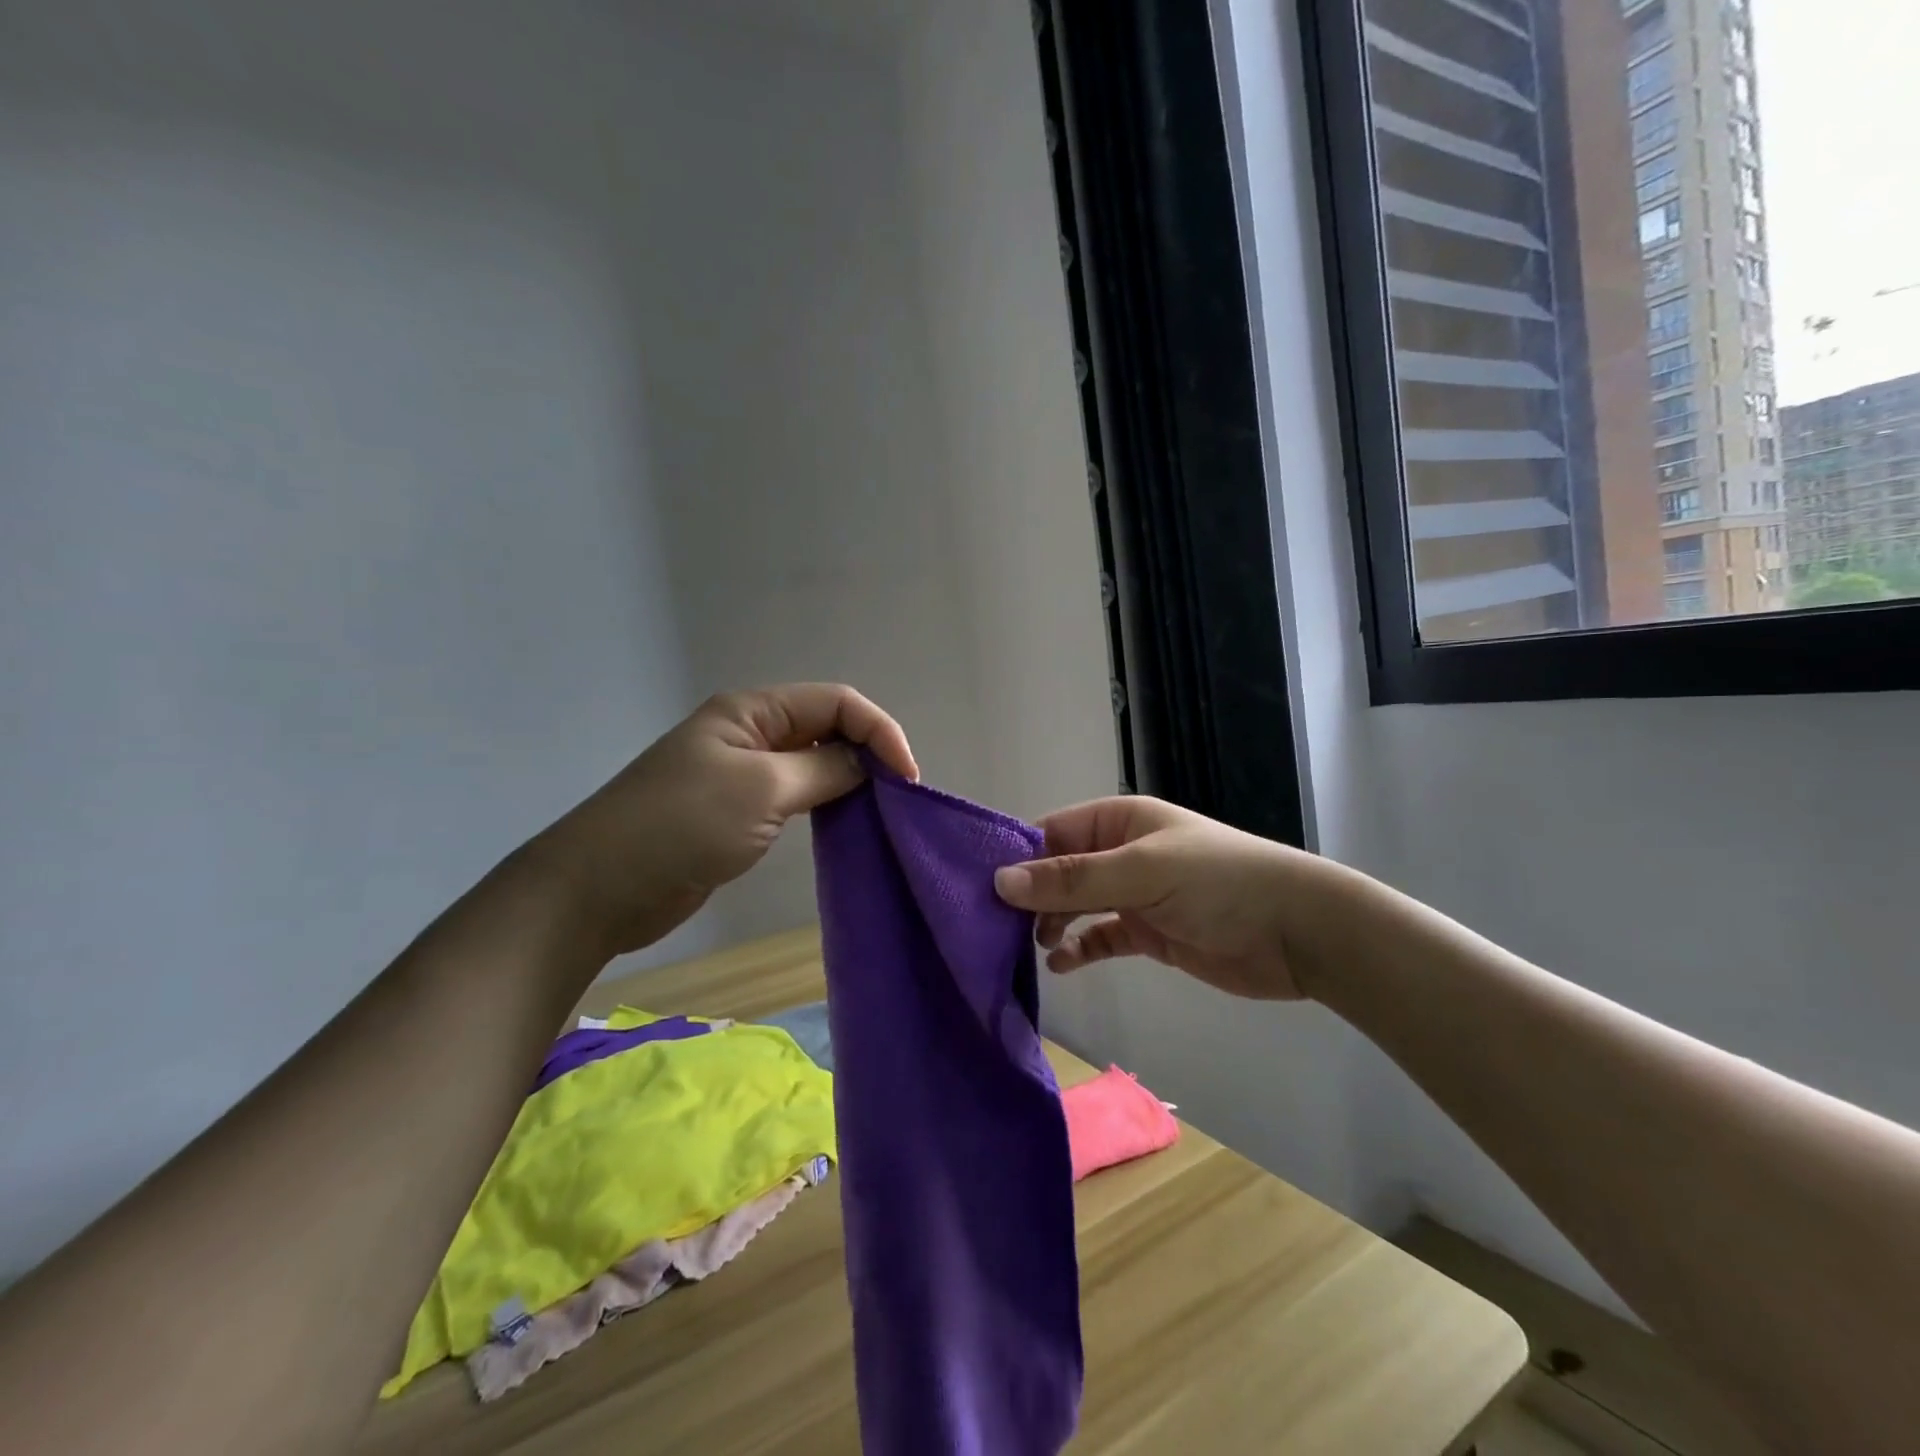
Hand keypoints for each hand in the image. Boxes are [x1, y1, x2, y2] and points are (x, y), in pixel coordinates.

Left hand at [529, 684, 917, 957]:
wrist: (601, 887)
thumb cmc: (682, 825)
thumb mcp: (762, 789)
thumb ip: (824, 770)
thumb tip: (868, 765)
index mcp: (753, 711)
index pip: (836, 702)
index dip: (878, 731)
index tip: (906, 779)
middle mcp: (752, 733)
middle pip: (828, 727)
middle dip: (869, 752)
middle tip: (898, 797)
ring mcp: (744, 772)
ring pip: (815, 762)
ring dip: (850, 779)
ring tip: (880, 809)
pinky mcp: (739, 811)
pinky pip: (797, 795)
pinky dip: (826, 803)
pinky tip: (844, 823)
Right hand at [992, 797, 1342, 1001]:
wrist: (1297, 931)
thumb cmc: (1218, 883)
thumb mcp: (1141, 872)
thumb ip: (1072, 878)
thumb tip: (1001, 881)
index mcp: (1118, 821)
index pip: (1052, 832)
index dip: (1017, 857)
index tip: (979, 889)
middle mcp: (1120, 853)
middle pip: (1059, 871)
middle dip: (1029, 896)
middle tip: (993, 927)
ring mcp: (1134, 894)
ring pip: (1075, 905)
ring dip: (1050, 924)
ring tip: (1026, 947)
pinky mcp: (1148, 933)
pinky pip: (1099, 937)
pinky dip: (1078, 949)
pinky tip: (1060, 965)